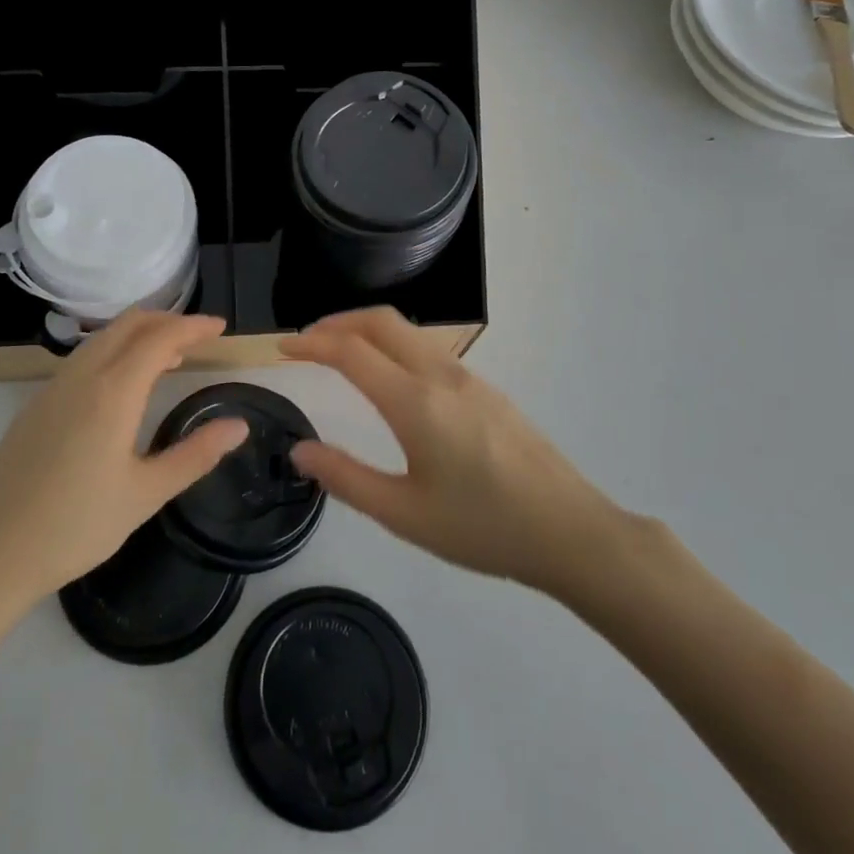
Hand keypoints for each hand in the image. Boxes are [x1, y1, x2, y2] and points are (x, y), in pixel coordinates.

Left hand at [0, 311, 247, 611]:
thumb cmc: (76, 527)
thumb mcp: (146, 494)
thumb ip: (195, 454)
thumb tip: (239, 425)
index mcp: (111, 392)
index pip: (159, 338)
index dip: (193, 327)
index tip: (220, 328)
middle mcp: (81, 377)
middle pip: (128, 325)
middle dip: (167, 320)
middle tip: (199, 337)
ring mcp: (52, 388)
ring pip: (102, 338)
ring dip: (139, 334)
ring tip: (169, 358)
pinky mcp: (35, 405)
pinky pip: (82, 358)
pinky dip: (114, 351)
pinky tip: (122, 386)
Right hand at [280, 308, 615, 594]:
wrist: (571, 531)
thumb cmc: (484, 529)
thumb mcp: (405, 515)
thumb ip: (346, 479)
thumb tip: (301, 450)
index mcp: (415, 402)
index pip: (351, 352)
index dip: (311, 343)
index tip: (282, 347)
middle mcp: (441, 375)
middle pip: (381, 322)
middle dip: (338, 321)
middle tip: (307, 341)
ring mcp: (469, 378)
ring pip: (409, 332)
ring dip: (368, 330)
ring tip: (342, 354)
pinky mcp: (487, 390)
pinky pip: (429, 349)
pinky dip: (395, 345)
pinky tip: (391, 378)